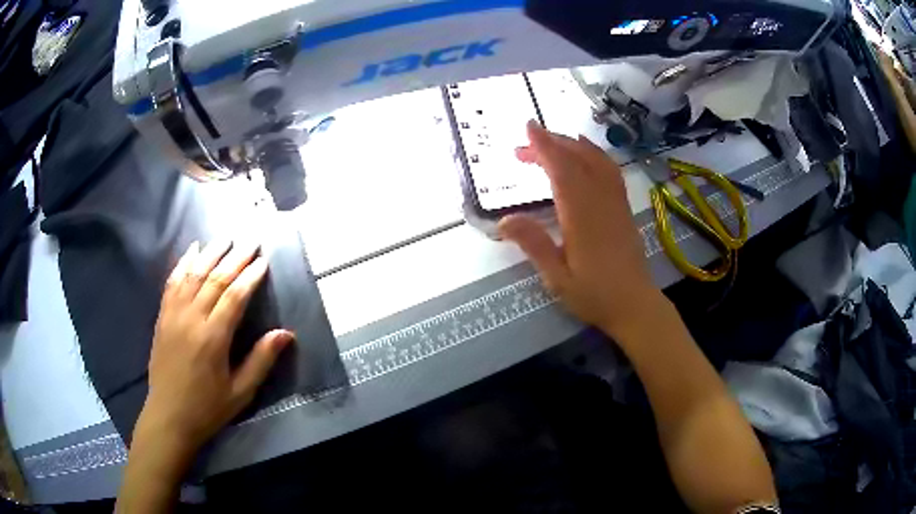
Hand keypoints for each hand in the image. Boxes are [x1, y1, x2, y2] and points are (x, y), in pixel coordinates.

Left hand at [136, 240, 292, 455]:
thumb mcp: (241, 392)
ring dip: (210, 253)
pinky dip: (183, 263)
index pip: (234, 297)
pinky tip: (192, 250)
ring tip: (225, 237)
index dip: (250, 277)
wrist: (169, 415)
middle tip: (250, 240)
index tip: (263, 261)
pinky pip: (172, 282)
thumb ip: (261, 360)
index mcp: (213, 338)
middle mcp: (192, 319)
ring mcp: (173, 315)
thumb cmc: (208, 407)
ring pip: (193, 275)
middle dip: (234, 258)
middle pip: (214, 280)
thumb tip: (285, 333)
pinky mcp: (162, 317)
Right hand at [499, 121, 663, 340]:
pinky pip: (610, 171)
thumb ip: (533, 245)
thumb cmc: (593, 295)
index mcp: (581, 216)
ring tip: (553, 141)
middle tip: (525, 144)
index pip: (561, 170)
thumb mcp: (557, 277)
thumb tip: (503, 220)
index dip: (544, 146)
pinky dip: (595, 155)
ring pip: (596, 161)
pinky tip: (586, 155)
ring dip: (573, 145)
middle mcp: (600, 201)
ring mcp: (616, 202)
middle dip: (551, 144)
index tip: (528, 128)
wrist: (634, 305)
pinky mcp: (624, 207)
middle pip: (577, 159)